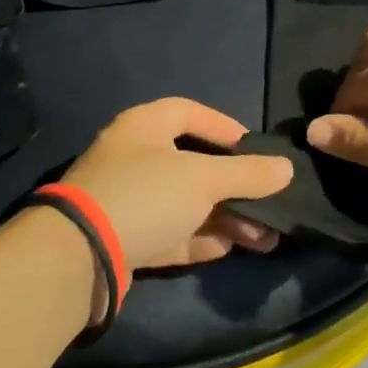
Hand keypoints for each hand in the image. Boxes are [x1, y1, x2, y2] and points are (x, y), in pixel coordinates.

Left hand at [62, 98, 293, 272]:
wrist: (81, 256)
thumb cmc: (146, 195)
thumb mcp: (203, 179)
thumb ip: (247, 173)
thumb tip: (286, 168)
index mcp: (143, 127)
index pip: (188, 112)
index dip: (224, 127)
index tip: (256, 149)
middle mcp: (134, 158)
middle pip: (193, 165)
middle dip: (235, 186)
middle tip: (270, 202)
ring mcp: (128, 200)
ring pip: (186, 204)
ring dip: (226, 217)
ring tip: (266, 236)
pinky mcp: (126, 238)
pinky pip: (172, 232)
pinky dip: (202, 238)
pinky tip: (233, 248)